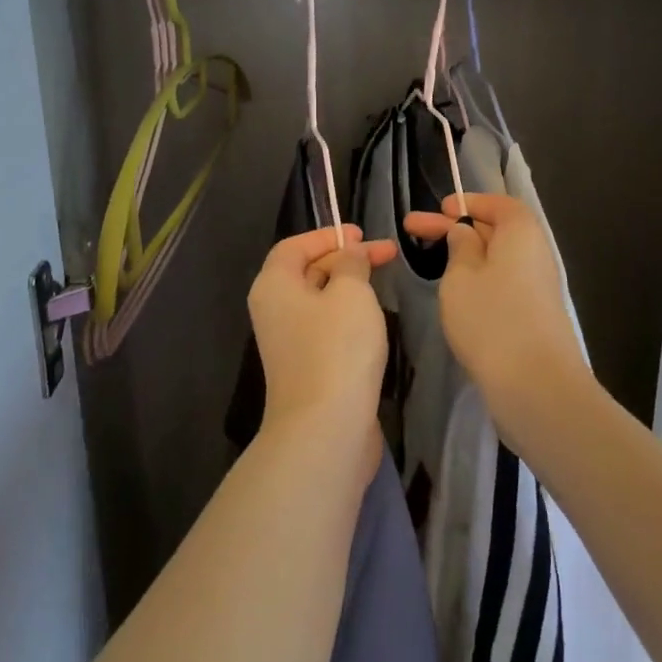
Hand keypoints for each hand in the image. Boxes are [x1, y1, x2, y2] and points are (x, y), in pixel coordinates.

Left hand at [247, 225, 397, 468]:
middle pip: (307, 271)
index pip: (294, 246)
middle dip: (346, 259)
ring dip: (350, 287)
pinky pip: (326, 328)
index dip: (327, 235)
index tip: (362, 234)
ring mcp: (289, 342)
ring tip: (384, 282)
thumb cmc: (337, 348)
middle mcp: (274, 311)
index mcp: (274, 286)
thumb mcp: (351, 292)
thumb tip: (350, 255)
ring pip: (320, 301)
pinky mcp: (308, 367)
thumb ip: (352, 264)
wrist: (327, 428)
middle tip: (387, 254)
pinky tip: (374, 319)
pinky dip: (348, 315)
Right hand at [401, 194, 593, 436]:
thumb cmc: (491, 318)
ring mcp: (537, 287)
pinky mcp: (534, 316)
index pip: (498, 203)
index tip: (440, 209)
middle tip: (412, 229)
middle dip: (456, 228)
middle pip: (495, 230)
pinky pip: (503, 284)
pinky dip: (479, 281)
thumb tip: (465, 232)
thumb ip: (460, 248)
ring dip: (466, 257)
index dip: (469, 202)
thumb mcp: (461, 277)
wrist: (536, 384)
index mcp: (521, 232)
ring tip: (433, 262)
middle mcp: (535, 254)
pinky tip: (457, 295)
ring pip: (498, 260)